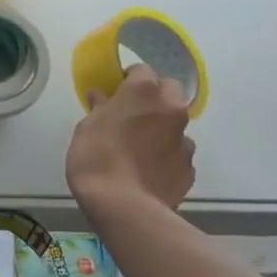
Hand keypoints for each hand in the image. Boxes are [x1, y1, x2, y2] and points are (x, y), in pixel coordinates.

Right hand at [65, 64, 196, 213]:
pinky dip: (167, 156)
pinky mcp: (189, 168)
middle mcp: (171, 108)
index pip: (142, 70)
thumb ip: (99, 108)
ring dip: (163, 127)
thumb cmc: (96, 157)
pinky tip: (150, 170)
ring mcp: (184, 139)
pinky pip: (178, 153)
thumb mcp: (86, 128)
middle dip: (155, 96)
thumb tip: (100, 96)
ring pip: (177, 124)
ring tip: (142, 147)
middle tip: (133, 113)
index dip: (128, 78)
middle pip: (169, 90)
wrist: (124, 206)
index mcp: (144, 91)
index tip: (116, 90)